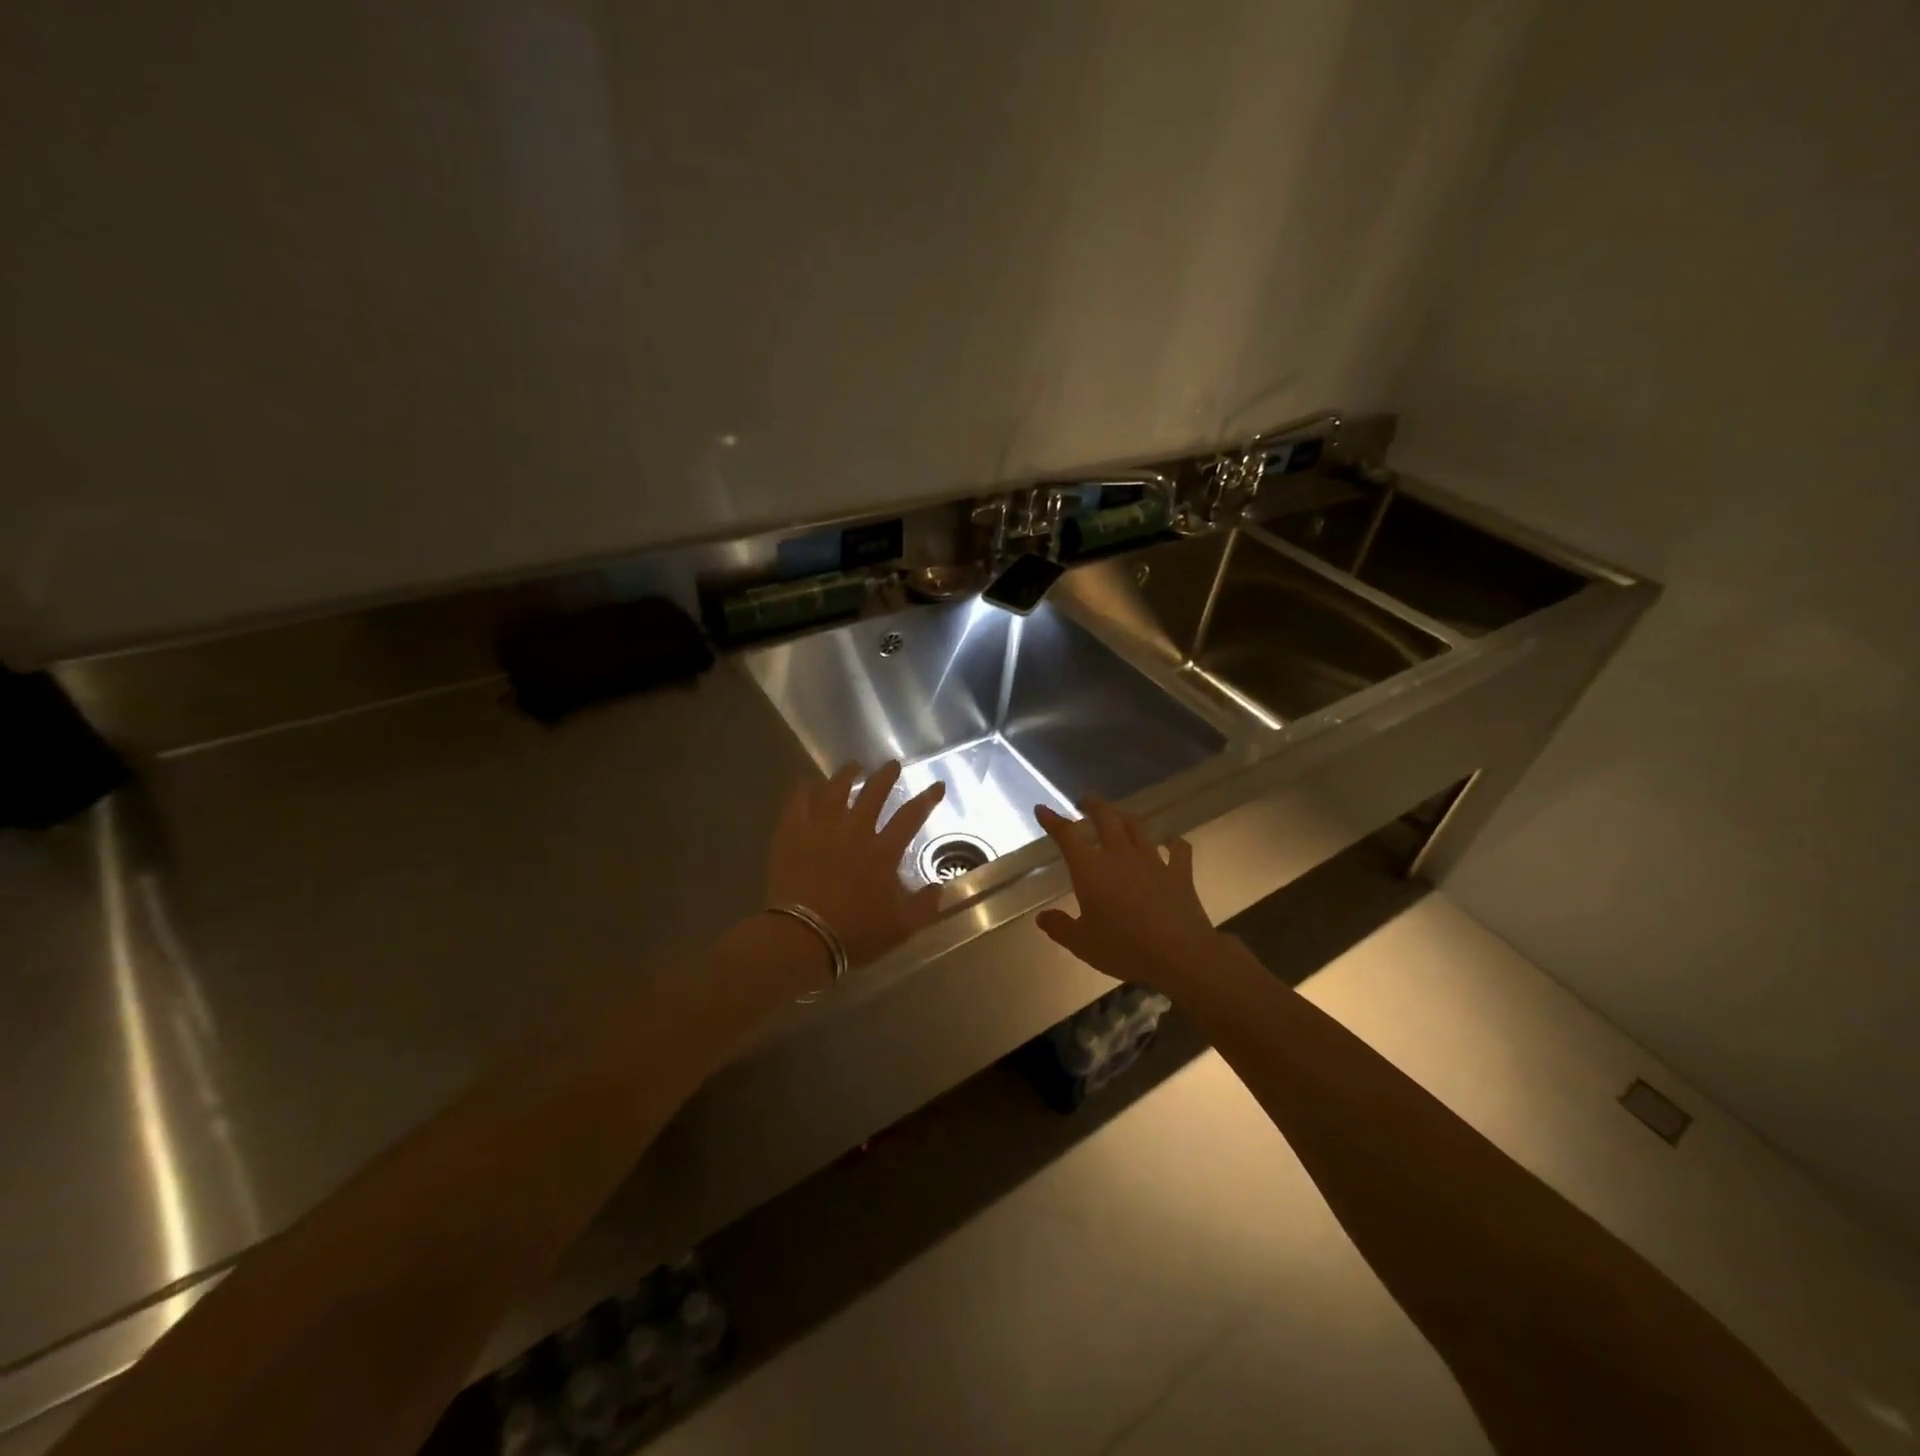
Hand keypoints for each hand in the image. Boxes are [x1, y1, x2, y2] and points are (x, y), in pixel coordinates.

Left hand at [766, 760, 945, 968]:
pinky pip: (798, 802)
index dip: (927, 799)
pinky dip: (805, 790)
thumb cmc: (854, 933)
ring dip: (847, 775)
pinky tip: (808, 783)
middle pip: (873, 793)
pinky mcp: (792, 834)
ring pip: (836, 790)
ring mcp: (820, 828)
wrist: (801, 937)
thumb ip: (924, 905)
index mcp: (883, 852)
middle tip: (892, 765)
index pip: (911, 816)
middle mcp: (854, 831)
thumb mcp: (901, 927)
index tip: (937, 785)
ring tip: (854, 766)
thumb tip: (940, 887)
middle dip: (885, 776)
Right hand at [1034, 798, 1217, 992]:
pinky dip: (1174, 842)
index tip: (1042, 808)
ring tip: (1119, 815)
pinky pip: (1178, 850)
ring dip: (1125, 817)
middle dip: (1094, 806)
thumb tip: (1042, 917)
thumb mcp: (1081, 943)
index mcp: (1090, 868)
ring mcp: (1152, 861)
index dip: (1053, 820)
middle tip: (1087, 800)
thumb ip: (1060, 927)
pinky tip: (1172, 841)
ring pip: (1137, 828)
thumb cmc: (1122, 948)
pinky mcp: (1179, 873)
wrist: (1178, 954)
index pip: (1067, 836)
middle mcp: (1119, 855)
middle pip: (1106, 819)